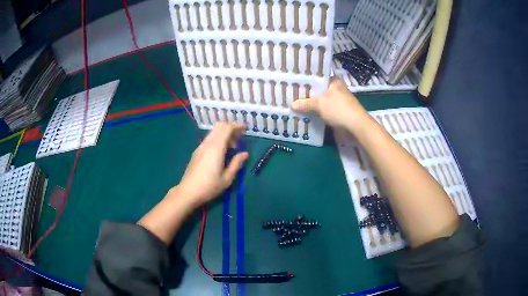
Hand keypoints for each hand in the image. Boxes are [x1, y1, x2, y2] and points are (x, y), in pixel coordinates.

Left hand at [175, 123, 248, 207]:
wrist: (188, 192)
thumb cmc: (209, 186)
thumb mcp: (227, 178)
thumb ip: (236, 163)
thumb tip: (244, 154)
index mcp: (216, 148)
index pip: (227, 128)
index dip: (237, 126)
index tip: (245, 129)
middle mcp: (207, 143)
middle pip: (219, 126)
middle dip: (231, 128)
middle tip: (239, 139)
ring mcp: (200, 147)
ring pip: (213, 132)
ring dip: (224, 134)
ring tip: (232, 148)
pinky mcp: (197, 152)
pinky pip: (209, 139)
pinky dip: (217, 139)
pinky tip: (221, 152)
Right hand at [291, 77, 368, 129]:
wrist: (356, 126)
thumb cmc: (339, 109)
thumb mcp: (319, 104)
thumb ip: (305, 104)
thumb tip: (292, 105)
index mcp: (334, 81)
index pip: (317, 77)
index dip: (306, 80)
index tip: (294, 82)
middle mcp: (336, 89)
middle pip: (318, 90)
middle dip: (307, 94)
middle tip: (291, 94)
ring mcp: (338, 101)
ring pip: (321, 101)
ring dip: (311, 104)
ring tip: (295, 104)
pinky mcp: (339, 112)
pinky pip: (324, 110)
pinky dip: (317, 112)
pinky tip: (306, 114)